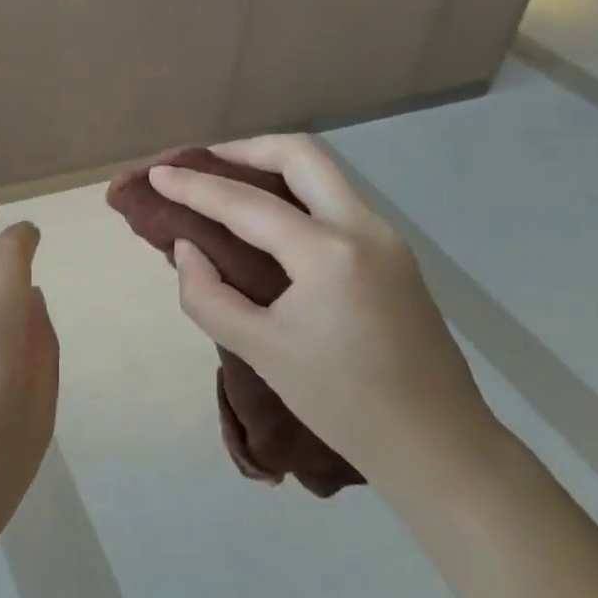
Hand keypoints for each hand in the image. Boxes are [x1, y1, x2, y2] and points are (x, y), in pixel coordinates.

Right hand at [149, 135, 503, 499]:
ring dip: (272, 168)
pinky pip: (336, 202)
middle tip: (203, 164)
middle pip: (300, 155)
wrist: (439, 447)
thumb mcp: (261, 352)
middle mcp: (363, 227)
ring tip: (228, 186)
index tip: (157, 173)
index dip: (194, 186)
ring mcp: (386, 238)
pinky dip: (295, 195)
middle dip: (245, 150)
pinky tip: (268, 222)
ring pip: (323, 174)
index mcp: (328, 253)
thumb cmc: (344, 404)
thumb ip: (208, 295)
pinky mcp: (394, 255)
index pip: (246, 203)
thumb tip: (187, 248)